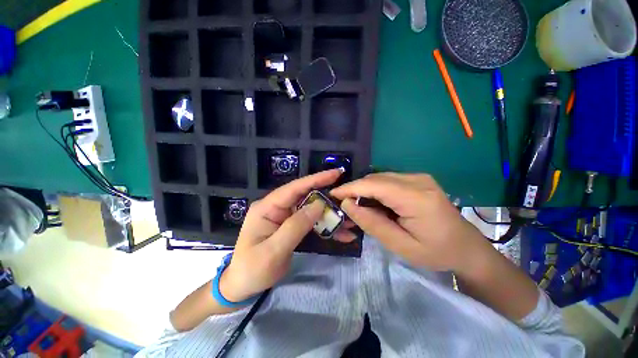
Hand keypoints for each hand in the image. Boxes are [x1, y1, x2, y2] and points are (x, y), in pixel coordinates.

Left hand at [220, 169, 355, 301]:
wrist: (243, 286)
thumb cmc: (252, 270)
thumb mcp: (273, 251)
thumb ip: (295, 226)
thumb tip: (319, 205)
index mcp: (267, 207)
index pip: (294, 188)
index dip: (316, 179)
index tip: (336, 173)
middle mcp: (277, 207)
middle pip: (306, 197)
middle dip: (327, 198)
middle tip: (347, 198)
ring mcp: (285, 216)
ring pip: (311, 210)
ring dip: (329, 215)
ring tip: (348, 220)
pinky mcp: (291, 226)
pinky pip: (311, 222)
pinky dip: (325, 227)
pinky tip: (340, 234)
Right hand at [330, 173, 486, 271]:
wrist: (466, 247)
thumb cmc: (436, 252)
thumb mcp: (400, 246)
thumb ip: (372, 223)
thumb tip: (348, 204)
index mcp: (417, 198)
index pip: (375, 185)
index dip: (351, 188)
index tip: (333, 194)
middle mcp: (418, 180)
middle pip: (376, 178)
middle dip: (356, 189)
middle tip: (343, 204)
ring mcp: (419, 177)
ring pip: (380, 177)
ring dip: (365, 190)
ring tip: (357, 206)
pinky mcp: (418, 179)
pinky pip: (388, 180)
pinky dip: (376, 189)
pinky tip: (374, 203)